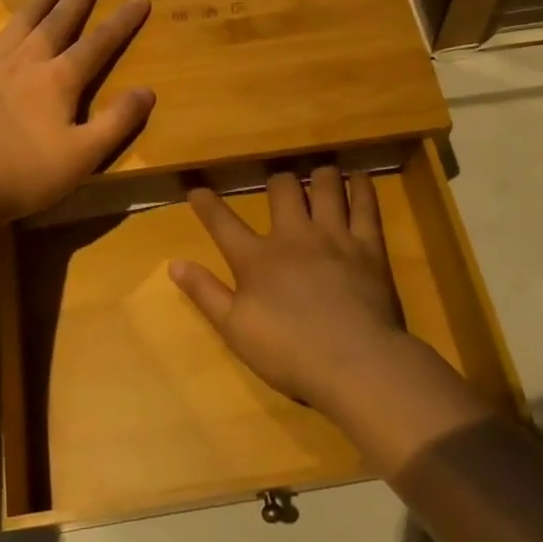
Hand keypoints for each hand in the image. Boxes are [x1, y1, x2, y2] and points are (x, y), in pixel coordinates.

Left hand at [0, 0, 153, 234]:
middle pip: (58, 23)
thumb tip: (148, 90)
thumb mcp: (83, 156)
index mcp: (58, 81)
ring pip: (18, 25)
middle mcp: (26, 63)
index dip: (122, 21)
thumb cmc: (27, 175)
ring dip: (37, 1)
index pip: (98, 44)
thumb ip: (117, 122)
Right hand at [170, 167, 408, 409]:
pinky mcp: (368, 246)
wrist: (355, 364)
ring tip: (318, 177)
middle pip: (282, 188)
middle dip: (277, 181)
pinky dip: (362, 186)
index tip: (197, 189)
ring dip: (319, 177)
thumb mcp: (234, 330)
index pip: (223, 222)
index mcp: (256, 258)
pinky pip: (366, 204)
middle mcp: (293, 236)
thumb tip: (174, 264)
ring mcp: (333, 236)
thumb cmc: (289, 353)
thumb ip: (205, 293)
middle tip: (278, 187)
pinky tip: (360, 178)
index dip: (207, 204)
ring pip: (325, 185)